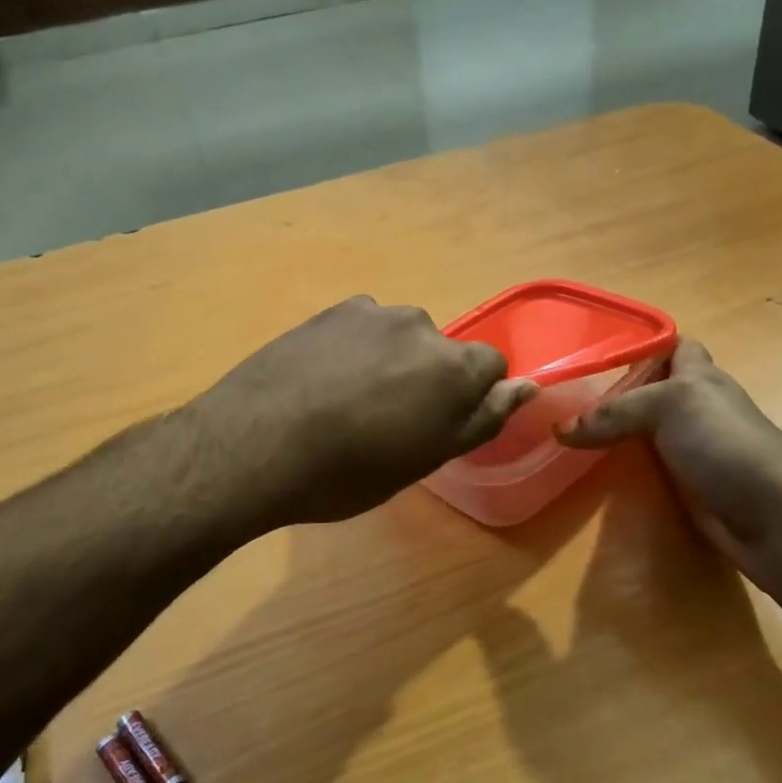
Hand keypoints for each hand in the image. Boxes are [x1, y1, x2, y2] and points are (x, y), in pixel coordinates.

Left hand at [190, 297, 536, 528]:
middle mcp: (420, 326)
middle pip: (443, 352)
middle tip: (389, 422)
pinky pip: (362, 329)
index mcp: (453, 366)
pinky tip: (323, 381)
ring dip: (391, 362)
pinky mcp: (330, 311)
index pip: (491, 366)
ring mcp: (372, 314)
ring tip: (349, 402)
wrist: (254, 445)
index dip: (472, 398)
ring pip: (401, 338)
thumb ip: (482, 418)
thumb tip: (527, 386)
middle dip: (428, 379)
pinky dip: (356, 349)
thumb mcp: (426, 458)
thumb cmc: (350, 471)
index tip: (438, 425)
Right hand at [559, 337, 781, 572]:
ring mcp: (689, 447)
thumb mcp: (670, 406)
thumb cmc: (724, 442)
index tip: (592, 351)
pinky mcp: (684, 484)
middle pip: (648, 390)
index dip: (639, 344)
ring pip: (643, 430)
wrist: (770, 516)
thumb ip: (615, 412)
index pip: (670, 345)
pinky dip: (622, 466)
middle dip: (612, 391)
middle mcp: (694, 407)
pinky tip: (591, 470)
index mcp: (698, 375)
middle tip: (563, 396)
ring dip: (613, 432)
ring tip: (564, 431)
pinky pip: (645, 466)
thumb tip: (560, 430)